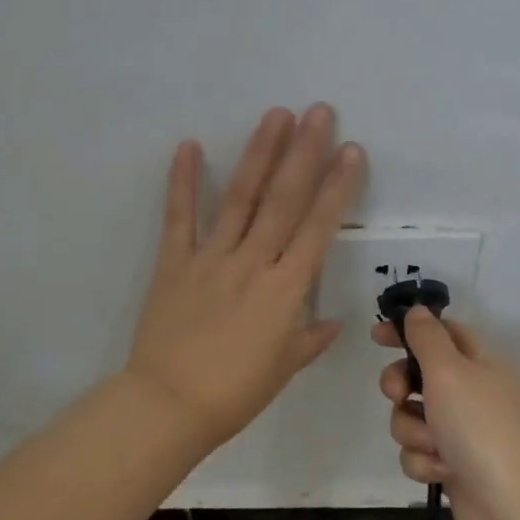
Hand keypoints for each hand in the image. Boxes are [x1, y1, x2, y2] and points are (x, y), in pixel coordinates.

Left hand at [127, 105, 365, 449]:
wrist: (169, 406)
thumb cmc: (235, 393)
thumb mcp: (283, 368)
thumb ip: (310, 339)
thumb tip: (333, 322)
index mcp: (285, 290)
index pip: (318, 228)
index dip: (337, 187)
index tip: (351, 151)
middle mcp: (253, 262)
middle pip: (283, 200)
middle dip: (304, 153)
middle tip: (318, 112)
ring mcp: (211, 258)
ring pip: (240, 198)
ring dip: (259, 154)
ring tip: (275, 116)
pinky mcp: (174, 262)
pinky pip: (180, 217)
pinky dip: (183, 181)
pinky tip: (189, 145)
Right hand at [371, 308, 519, 519]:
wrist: (514, 507)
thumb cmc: (481, 427)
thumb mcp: (450, 370)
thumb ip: (427, 337)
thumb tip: (418, 311)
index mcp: (480, 361)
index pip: (441, 331)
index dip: (409, 330)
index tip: (376, 336)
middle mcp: (472, 392)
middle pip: (419, 375)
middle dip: (400, 385)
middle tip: (398, 395)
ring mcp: (463, 432)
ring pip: (413, 417)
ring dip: (413, 431)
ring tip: (434, 446)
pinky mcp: (453, 466)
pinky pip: (419, 453)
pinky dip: (424, 462)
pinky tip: (442, 472)